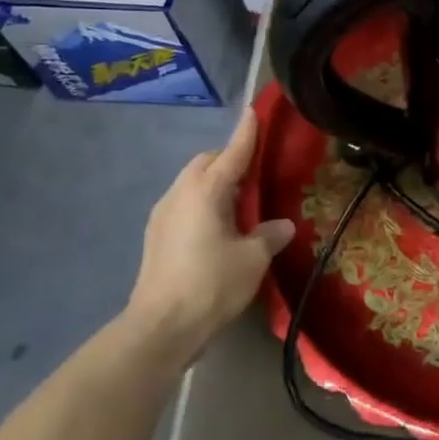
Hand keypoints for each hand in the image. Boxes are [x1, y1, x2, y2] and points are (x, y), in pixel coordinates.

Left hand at [125, 113, 295, 362]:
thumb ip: (269, 235)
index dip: (246, 134)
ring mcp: (163, 215)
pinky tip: (218, 225)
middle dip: (228, 159)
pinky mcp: (156, 236)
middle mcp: (180, 194)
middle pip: (205, 163)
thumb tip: (283, 225)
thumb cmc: (211, 284)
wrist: (161, 327)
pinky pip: (184, 203)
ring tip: (239, 200)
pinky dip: (202, 202)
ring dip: (213, 182)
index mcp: (206, 191)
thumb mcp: (252, 259)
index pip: (232, 153)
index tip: (253, 112)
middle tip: (254, 170)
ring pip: (191, 183)